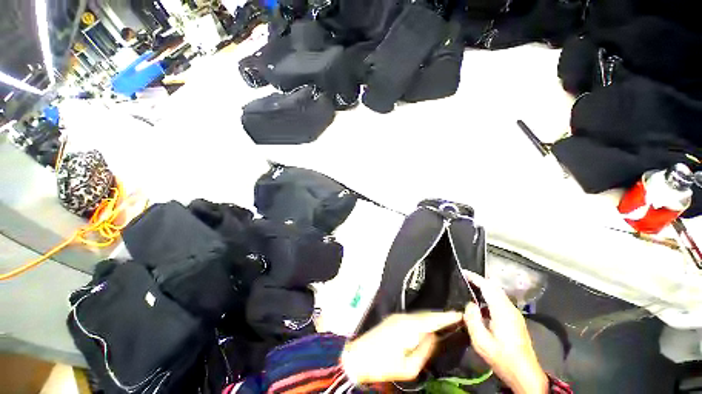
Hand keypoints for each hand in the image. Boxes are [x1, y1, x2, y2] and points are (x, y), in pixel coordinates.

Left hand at [341, 312, 462, 383]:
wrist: (358, 357)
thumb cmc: (383, 365)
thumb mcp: (409, 368)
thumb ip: (424, 351)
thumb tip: (434, 337)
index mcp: (408, 327)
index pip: (432, 319)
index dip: (447, 317)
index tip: (460, 314)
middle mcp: (403, 317)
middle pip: (426, 315)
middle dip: (441, 316)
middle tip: (456, 318)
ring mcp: (396, 317)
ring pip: (419, 316)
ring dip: (432, 318)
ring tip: (445, 322)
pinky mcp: (392, 319)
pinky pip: (412, 318)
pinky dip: (422, 320)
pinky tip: (427, 325)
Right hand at [463, 271, 547, 393]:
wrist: (525, 375)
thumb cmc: (502, 358)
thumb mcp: (481, 342)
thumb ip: (472, 319)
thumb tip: (469, 304)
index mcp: (502, 311)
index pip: (488, 286)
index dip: (474, 277)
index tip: (462, 272)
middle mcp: (510, 309)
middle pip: (494, 287)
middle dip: (479, 281)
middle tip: (464, 280)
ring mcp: (514, 314)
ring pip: (498, 294)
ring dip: (484, 289)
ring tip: (469, 290)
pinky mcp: (515, 320)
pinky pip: (500, 301)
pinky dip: (489, 297)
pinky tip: (480, 306)